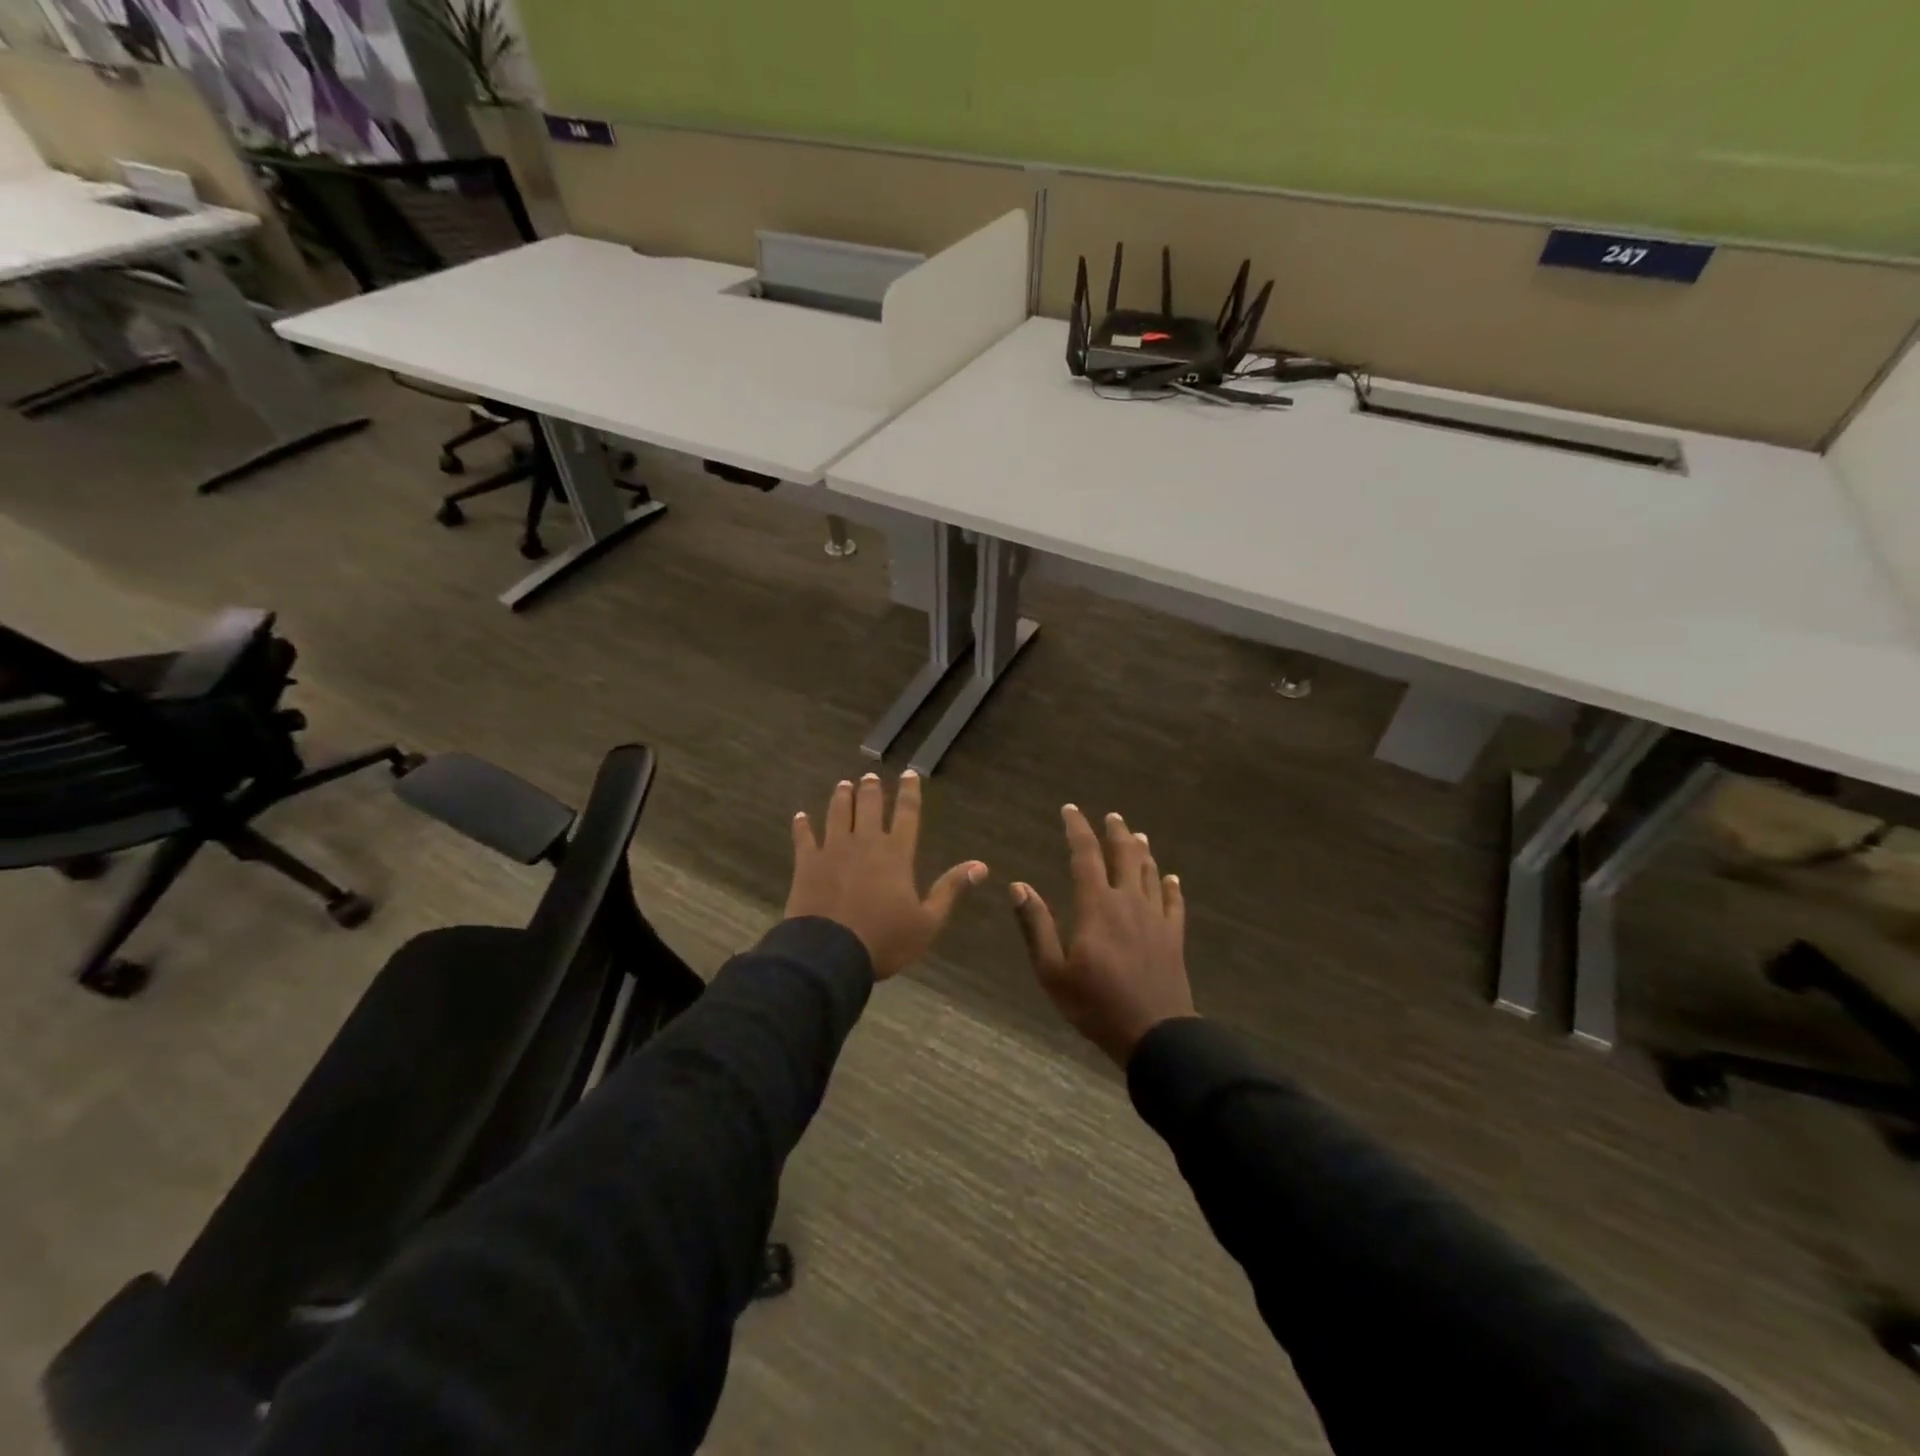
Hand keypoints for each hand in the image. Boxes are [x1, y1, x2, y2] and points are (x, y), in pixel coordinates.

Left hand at [787, 771, 987, 979]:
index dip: (909, 792)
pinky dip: (803, 826)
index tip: (909, 773)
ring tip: (843, 785)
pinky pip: (804, 838)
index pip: (906, 814)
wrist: (829, 954)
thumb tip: (981, 865)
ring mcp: (833, 850)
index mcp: (896, 854)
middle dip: (871, 789)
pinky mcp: (807, 863)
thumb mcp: (927, 922)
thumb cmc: (884, 940)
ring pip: (838, 814)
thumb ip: (950, 889)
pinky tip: (801, 816)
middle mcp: (865, 843)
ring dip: (841, 798)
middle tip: (869, 776)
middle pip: (868, 807)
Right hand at [1010, 805, 1194, 1065]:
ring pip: (1150, 874)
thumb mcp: (1052, 971)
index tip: (1070, 809)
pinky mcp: (1174, 937)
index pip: (1085, 855)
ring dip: (1143, 852)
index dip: (1077, 829)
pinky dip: (1172, 887)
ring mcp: (1155, 918)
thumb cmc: (1096, 1004)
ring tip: (1138, 836)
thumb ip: (1036, 926)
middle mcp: (1128, 902)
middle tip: (1112, 816)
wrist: (1154, 1034)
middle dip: (1116, 833)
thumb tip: (1018, 885)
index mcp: (1097, 906)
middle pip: (1124, 856)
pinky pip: (1175, 903)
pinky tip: (1172, 879)